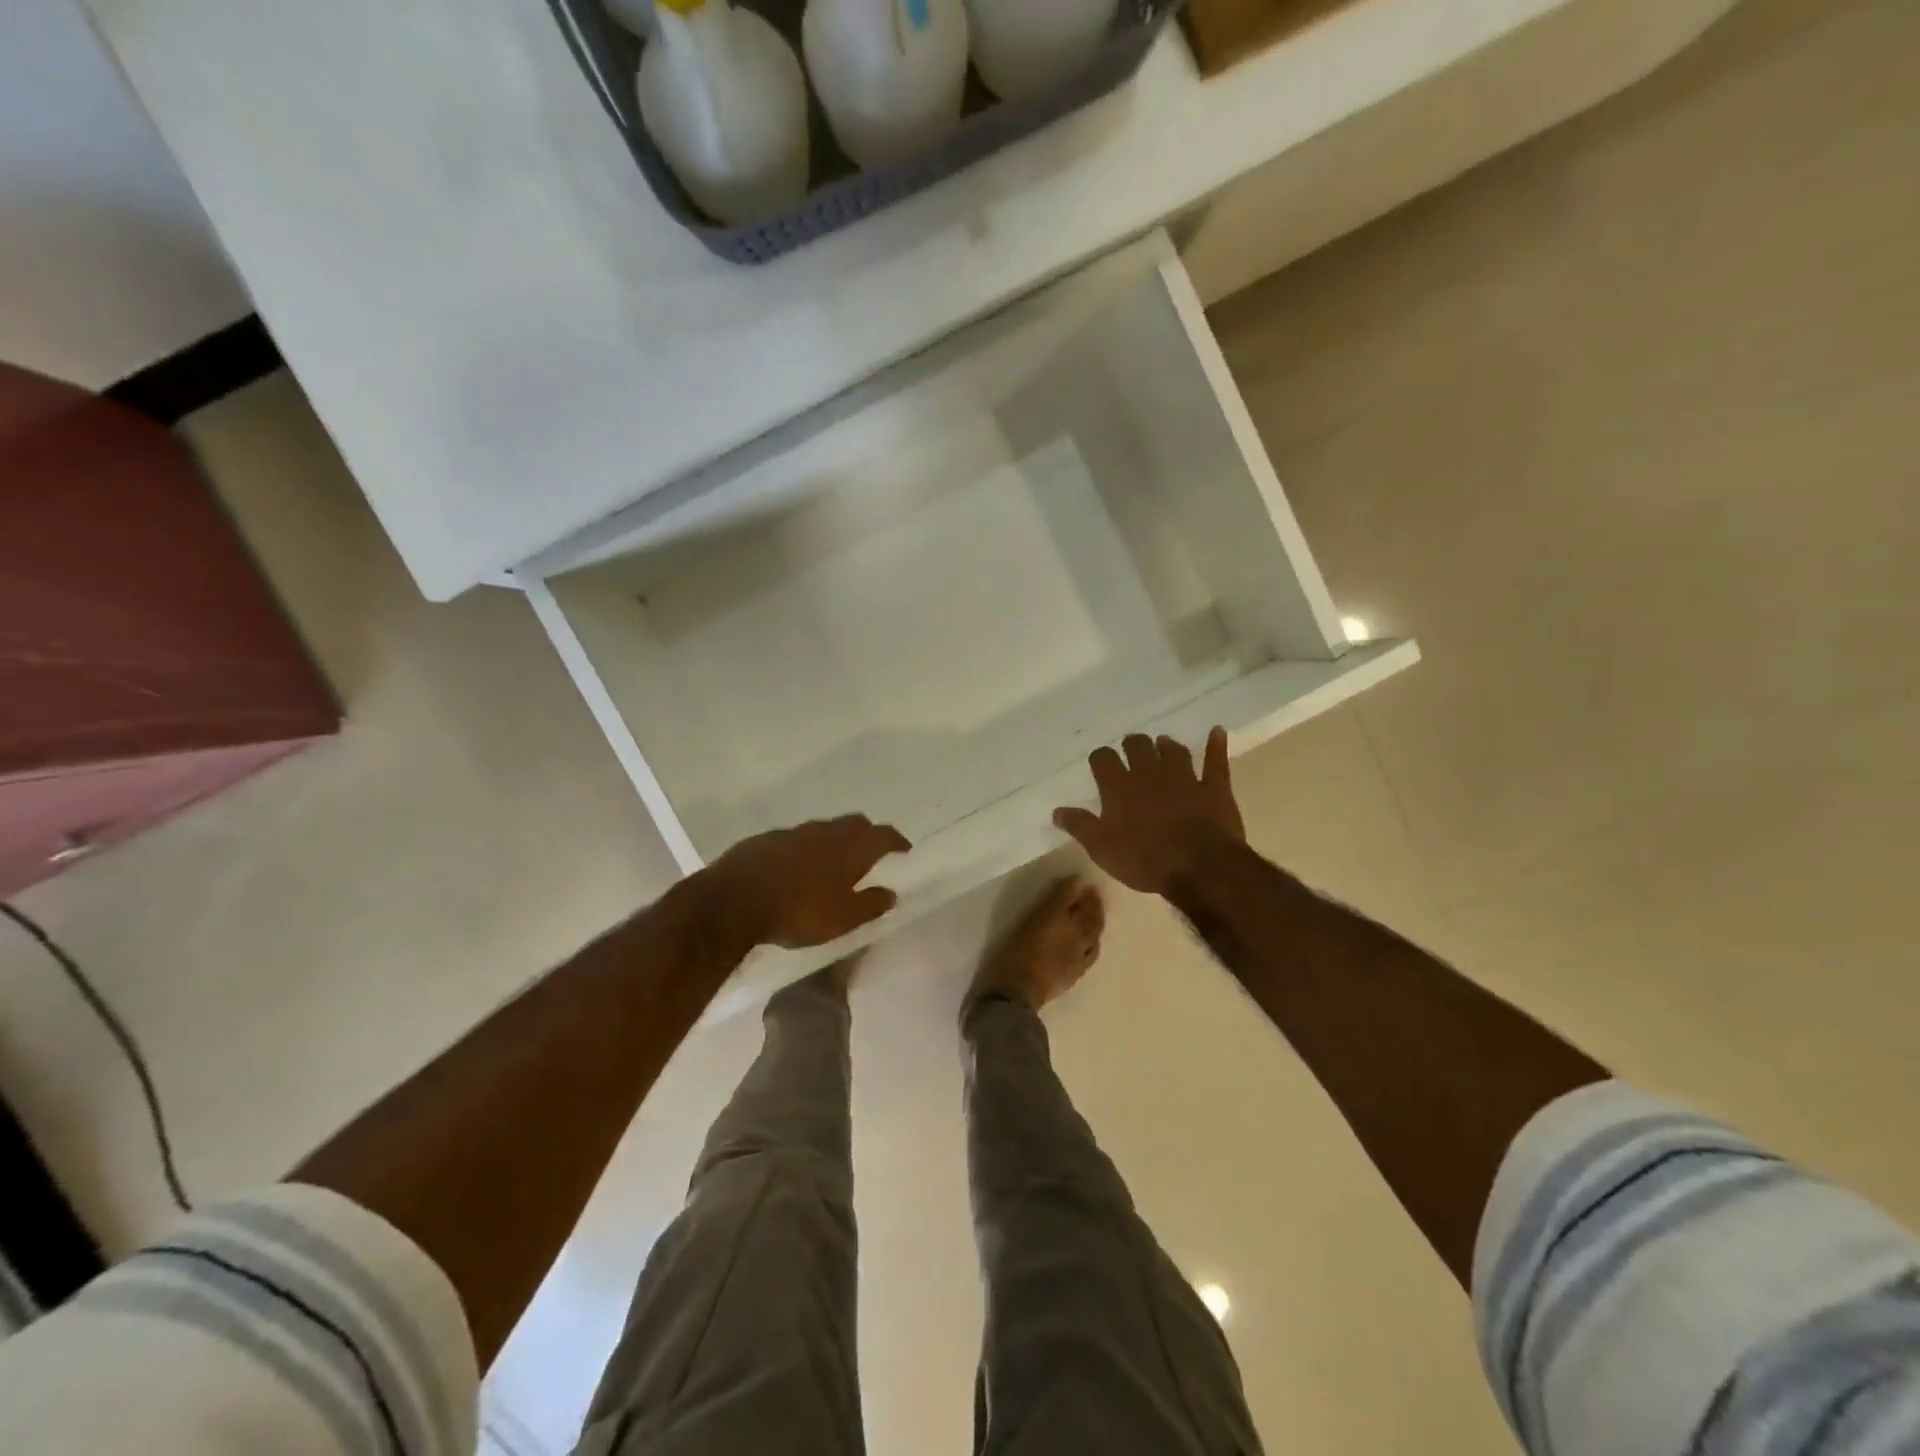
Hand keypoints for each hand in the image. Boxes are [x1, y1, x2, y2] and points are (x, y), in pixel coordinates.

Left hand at [711, 815, 912, 948]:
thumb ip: (870, 905)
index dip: (896, 841)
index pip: (882, 835)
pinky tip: (797, 867)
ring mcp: (792, 832)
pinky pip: (795, 839)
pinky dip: (805, 849)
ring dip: (834, 841)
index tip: (904, 849)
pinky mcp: (765, 840)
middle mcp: (824, 831)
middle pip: (854, 824)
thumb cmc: (799, 911)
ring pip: (823, 829)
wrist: (734, 900)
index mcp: (849, 847)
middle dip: (866, 834)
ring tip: (834, 861)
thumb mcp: (843, 918)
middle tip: (871, 851)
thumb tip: (891, 893)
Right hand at [1053, 728, 1244, 895]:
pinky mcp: (1213, 788)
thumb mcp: (1101, 848)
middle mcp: (1150, 773)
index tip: (1100, 763)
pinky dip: (1216, 745)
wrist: (1199, 866)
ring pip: (1174, 750)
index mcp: (1119, 786)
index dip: (1100, 758)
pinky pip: (1215, 761)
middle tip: (1132, 750)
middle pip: (1138, 746)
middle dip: (1133, 745)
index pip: (1103, 759)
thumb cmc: (1144, 859)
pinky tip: (1217, 732)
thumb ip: (1080, 826)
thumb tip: (1057, 811)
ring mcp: (1184, 778)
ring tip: (1163, 744)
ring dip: (1167, 745)